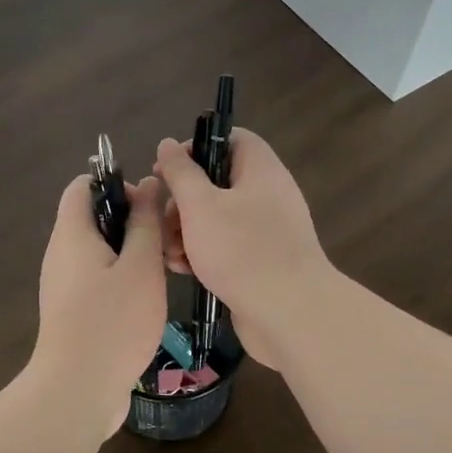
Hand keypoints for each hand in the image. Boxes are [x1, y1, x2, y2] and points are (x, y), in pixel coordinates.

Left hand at [30, 173, 166, 437]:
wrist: (77, 391)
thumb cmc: (113, 323)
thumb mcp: (140, 267)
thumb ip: (145, 223)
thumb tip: (148, 184)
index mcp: (72, 235)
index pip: (83, 185)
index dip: (117, 184)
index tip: (150, 207)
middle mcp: (62, 255)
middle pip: (93, 218)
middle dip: (132, 222)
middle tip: (165, 242)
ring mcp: (65, 286)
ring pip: (100, 252)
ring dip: (132, 254)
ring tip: (163, 272)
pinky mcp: (73, 313)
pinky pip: (98, 280)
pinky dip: (123, 280)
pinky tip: (148, 301)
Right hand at [154, 129, 332, 370]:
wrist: (288, 313)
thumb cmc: (241, 250)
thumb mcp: (200, 205)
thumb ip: (181, 172)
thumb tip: (167, 144)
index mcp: (260, 169)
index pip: (230, 139)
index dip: (195, 148)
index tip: (166, 170)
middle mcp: (267, 195)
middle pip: (217, 182)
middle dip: (182, 201)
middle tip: (163, 221)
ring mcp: (266, 231)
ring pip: (217, 219)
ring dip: (186, 232)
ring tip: (168, 253)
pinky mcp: (260, 262)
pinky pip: (226, 247)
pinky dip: (202, 254)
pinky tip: (183, 270)